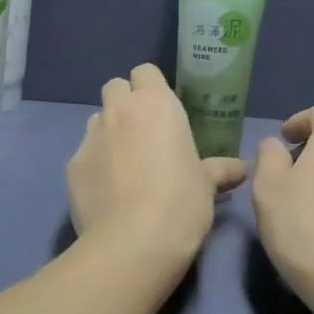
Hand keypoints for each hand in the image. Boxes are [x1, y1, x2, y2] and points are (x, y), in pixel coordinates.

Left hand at [65, 64, 247, 273]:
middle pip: (115, 87)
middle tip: (143, 132)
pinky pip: (84, 154)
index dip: (151, 88)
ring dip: (109, 133)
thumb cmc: (181, 202)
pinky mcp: (71, 166)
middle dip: (125, 103)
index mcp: (156, 104)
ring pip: (97, 120)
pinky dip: (95, 166)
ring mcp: (91, 137)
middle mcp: (119, 111)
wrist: (133, 242)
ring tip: (124, 165)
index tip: (163, 111)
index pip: (145, 72)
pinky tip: (108, 192)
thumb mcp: (207, 185)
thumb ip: (220, 170)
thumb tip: (241, 169)